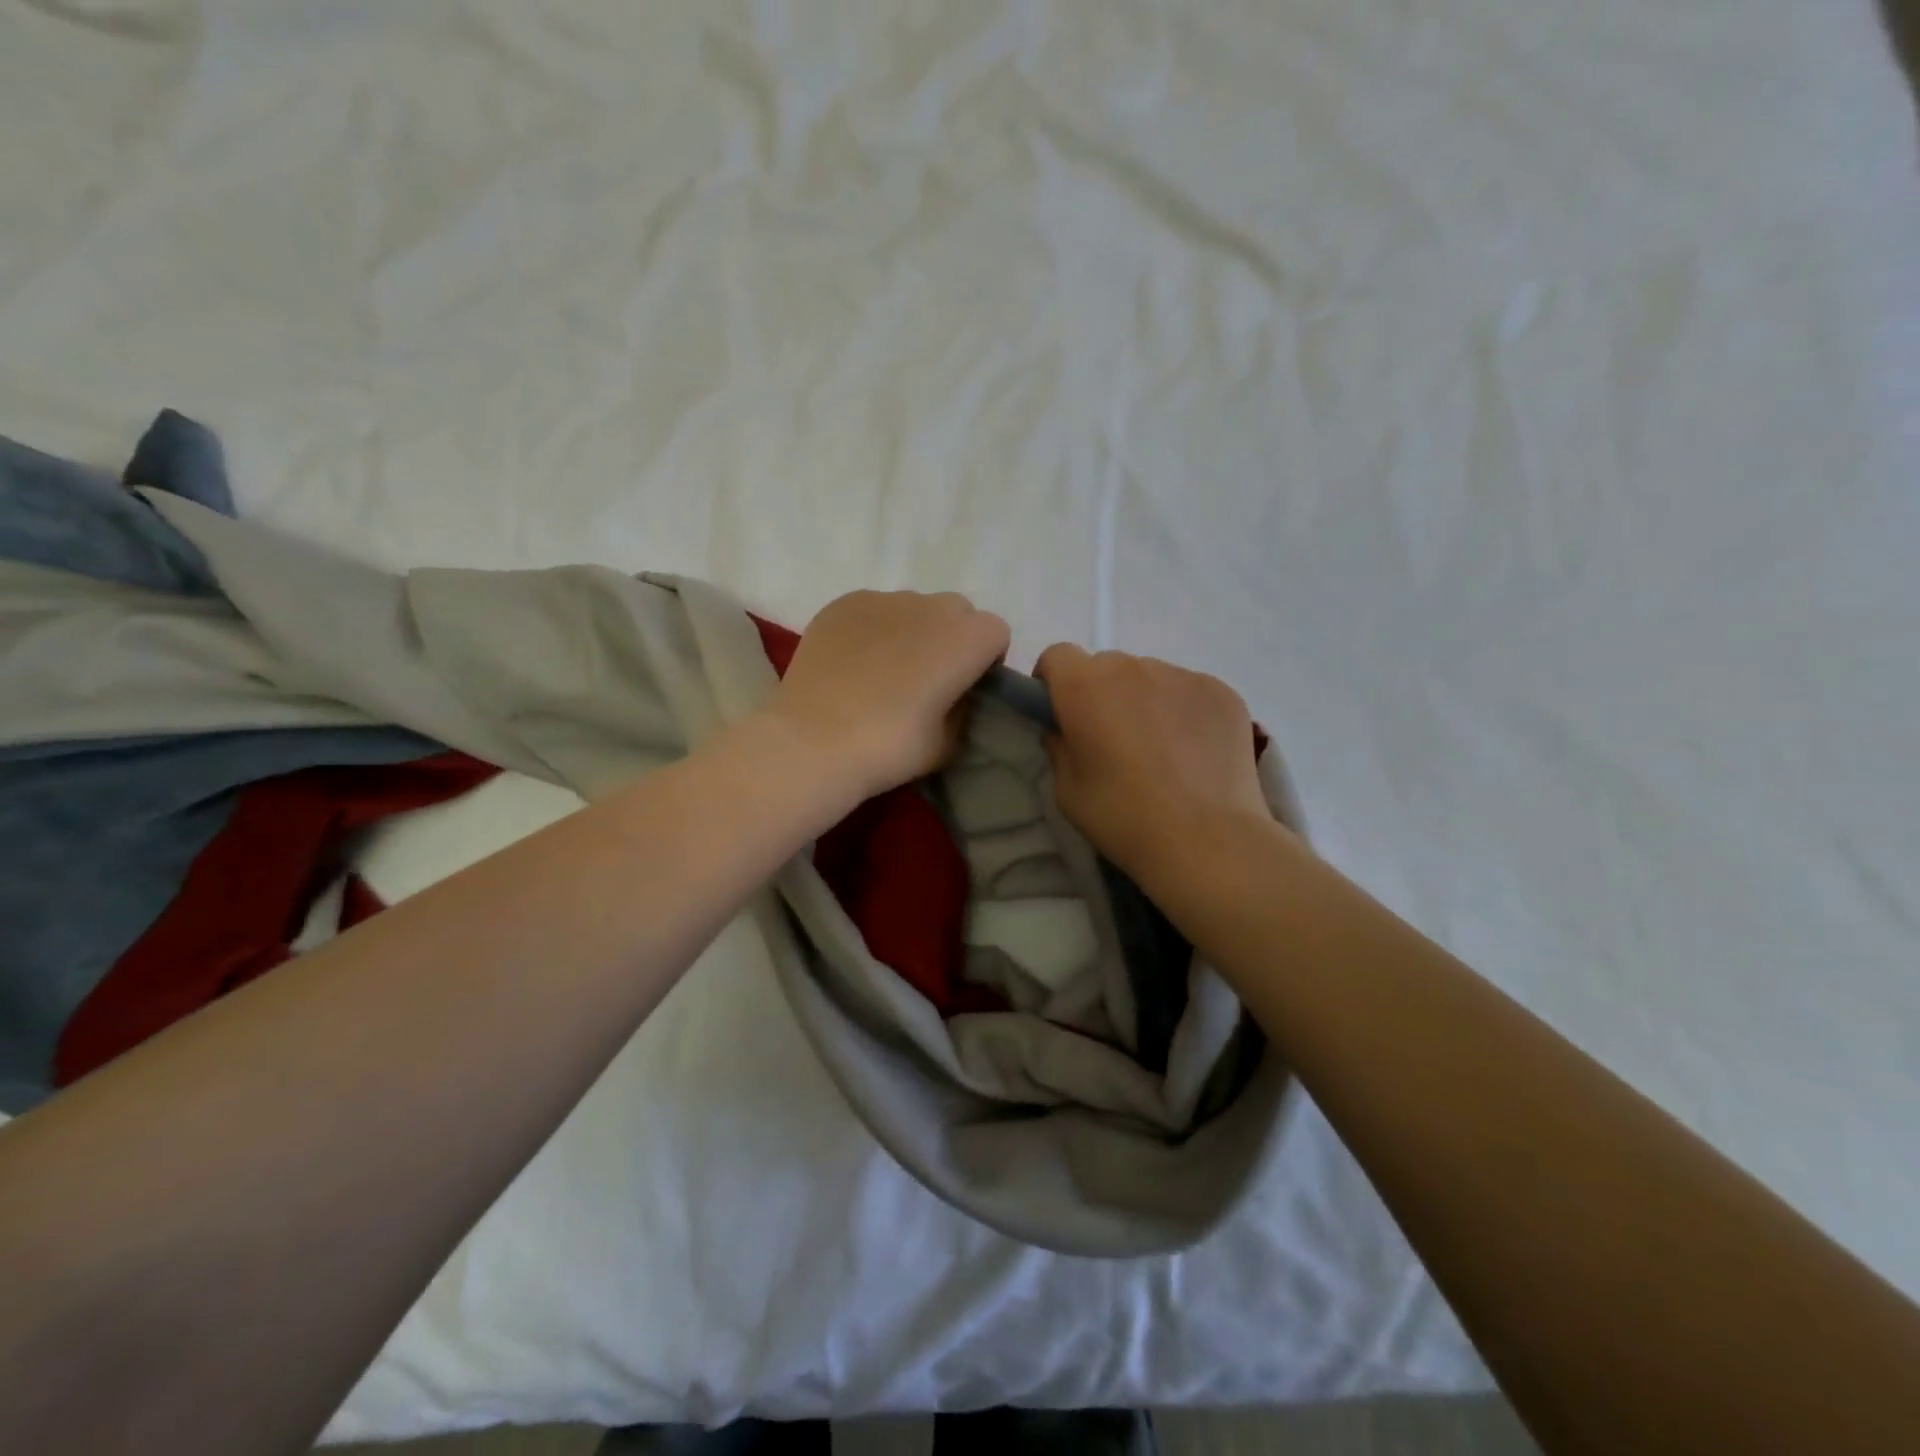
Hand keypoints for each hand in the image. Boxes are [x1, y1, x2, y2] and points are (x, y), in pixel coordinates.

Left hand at [765, 590, 1011, 801]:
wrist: (814, 742)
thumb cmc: (891, 747)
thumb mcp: (948, 743)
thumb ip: (963, 710)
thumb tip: (955, 697)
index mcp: (967, 638)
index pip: (996, 633)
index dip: (985, 660)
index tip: (965, 688)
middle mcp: (931, 606)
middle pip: (957, 612)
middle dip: (951, 638)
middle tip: (927, 677)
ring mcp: (884, 599)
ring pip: (913, 608)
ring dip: (912, 631)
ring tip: (883, 671)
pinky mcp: (843, 603)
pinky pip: (873, 610)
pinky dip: (873, 630)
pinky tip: (853, 664)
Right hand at [1033, 644, 1270, 881]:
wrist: (1206, 840)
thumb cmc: (1122, 816)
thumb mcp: (1067, 790)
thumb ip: (1059, 748)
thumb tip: (1065, 731)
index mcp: (1084, 686)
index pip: (1057, 656)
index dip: (1053, 681)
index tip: (1061, 712)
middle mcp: (1132, 667)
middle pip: (1106, 666)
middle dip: (1101, 692)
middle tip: (1112, 737)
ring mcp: (1182, 675)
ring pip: (1150, 677)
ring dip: (1145, 700)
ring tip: (1161, 749)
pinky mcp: (1222, 691)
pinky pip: (1189, 691)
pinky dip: (1184, 711)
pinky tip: (1194, 753)